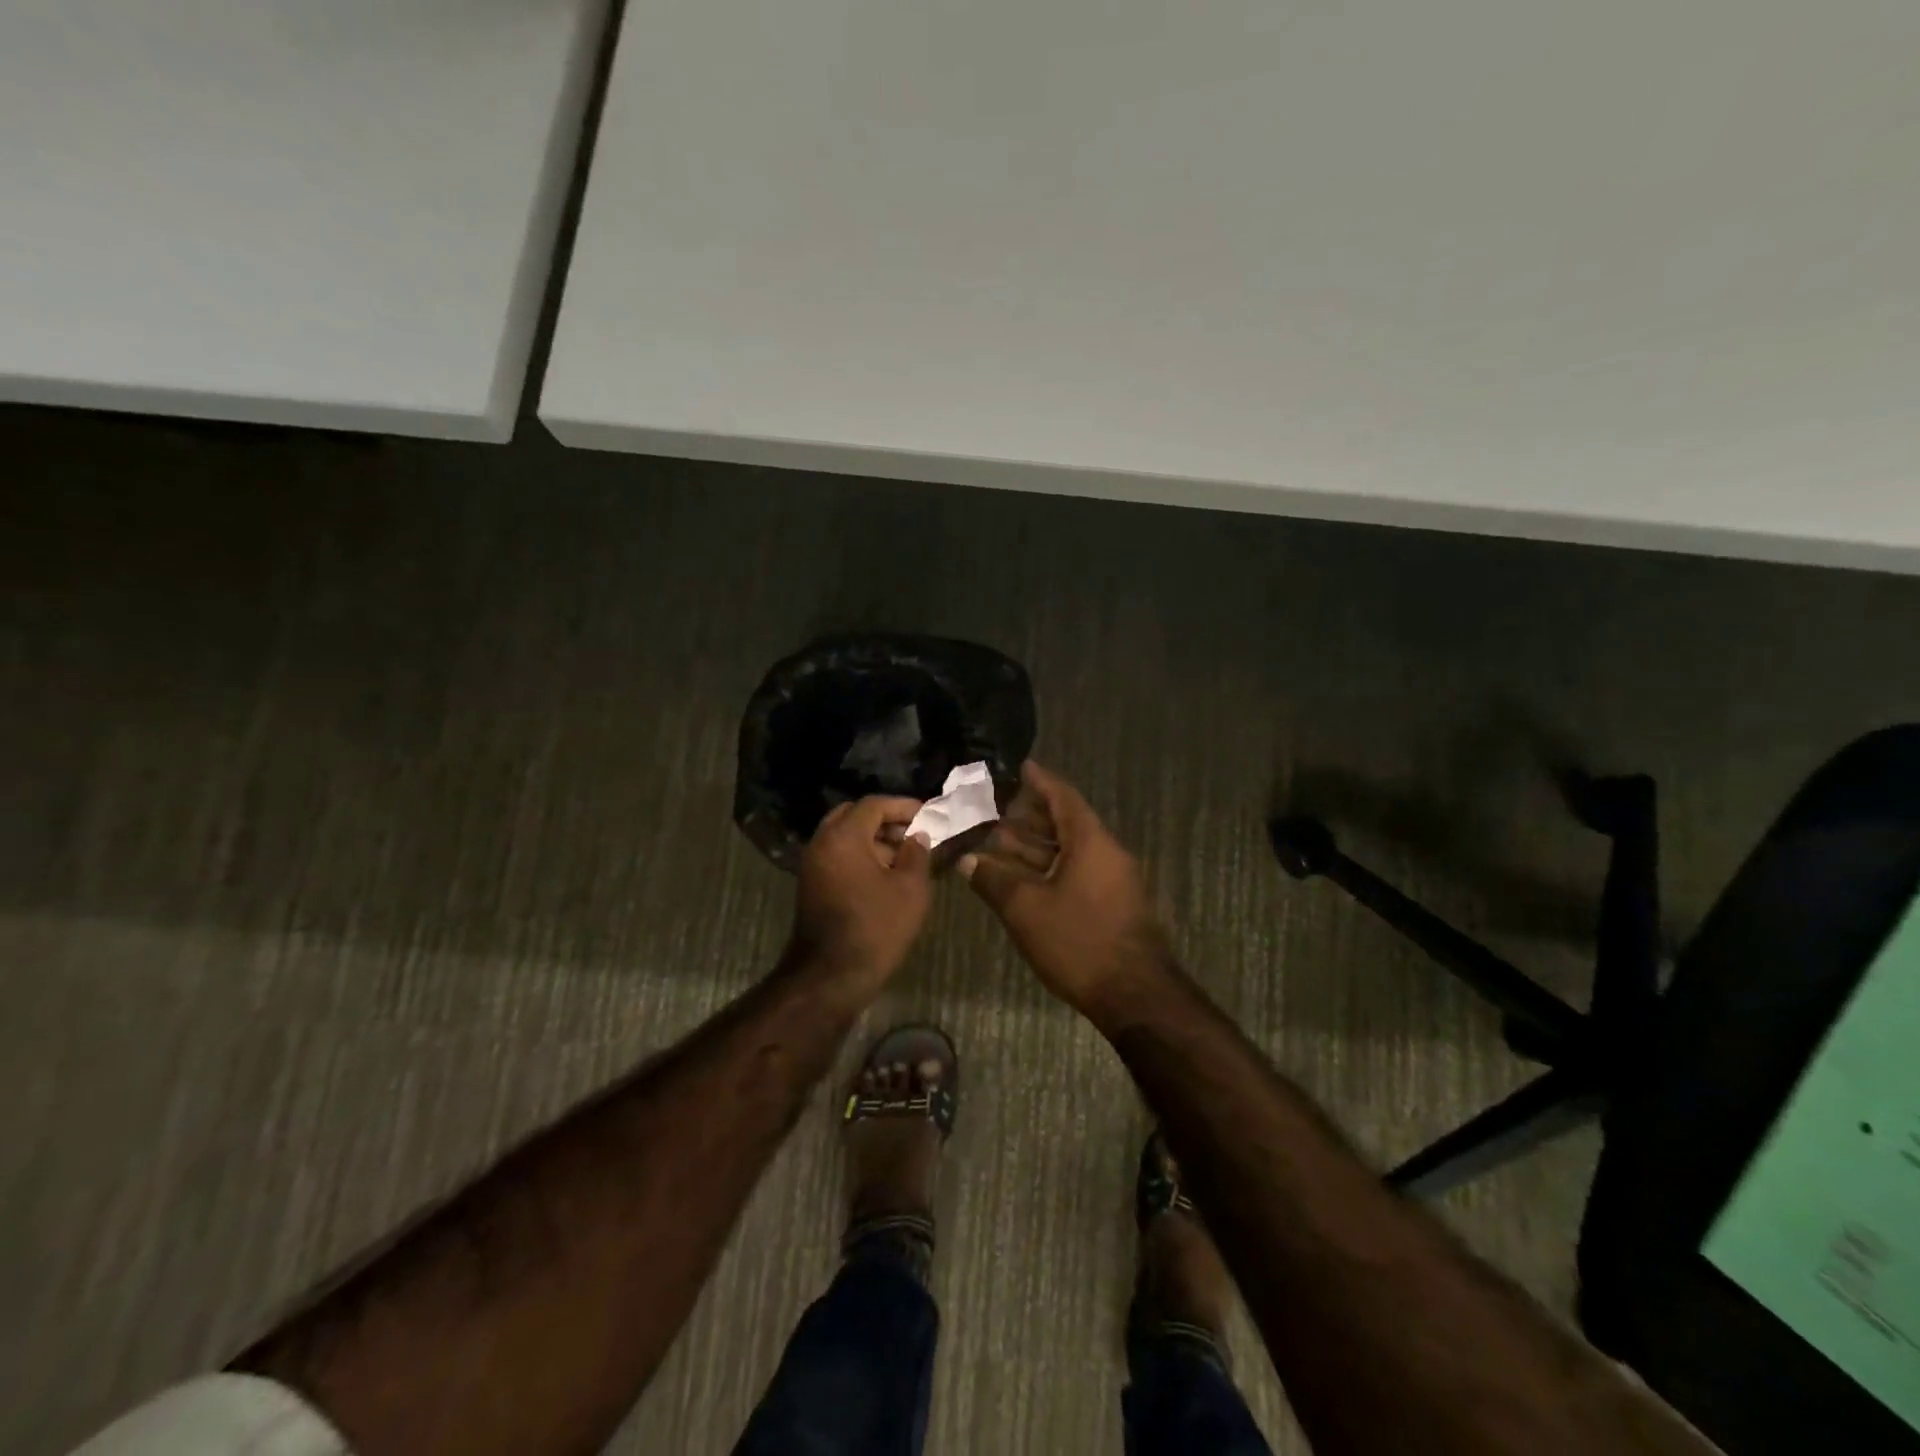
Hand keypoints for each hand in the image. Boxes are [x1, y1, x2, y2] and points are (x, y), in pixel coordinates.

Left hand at [789, 795, 932, 987]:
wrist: (831, 976)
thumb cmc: (876, 927)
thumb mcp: (910, 888)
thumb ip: (917, 853)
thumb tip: (917, 836)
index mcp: (843, 836)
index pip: (873, 804)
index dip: (903, 806)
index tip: (928, 814)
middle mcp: (821, 843)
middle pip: (853, 816)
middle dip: (885, 820)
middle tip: (913, 832)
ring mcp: (812, 865)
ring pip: (844, 837)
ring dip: (873, 839)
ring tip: (905, 857)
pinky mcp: (811, 885)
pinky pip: (837, 856)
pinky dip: (860, 856)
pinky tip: (885, 875)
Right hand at [961, 762, 1169, 1012]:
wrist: (1135, 995)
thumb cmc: (1079, 941)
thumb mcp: (1026, 909)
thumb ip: (993, 880)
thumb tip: (967, 860)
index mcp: (1090, 841)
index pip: (1063, 797)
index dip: (1040, 781)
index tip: (1020, 767)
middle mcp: (1105, 853)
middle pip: (1065, 823)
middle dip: (1029, 816)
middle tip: (994, 808)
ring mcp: (1112, 880)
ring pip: (1069, 850)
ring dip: (1035, 846)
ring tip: (997, 840)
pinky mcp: (1111, 904)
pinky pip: (1076, 871)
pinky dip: (1048, 868)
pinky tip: (1020, 878)